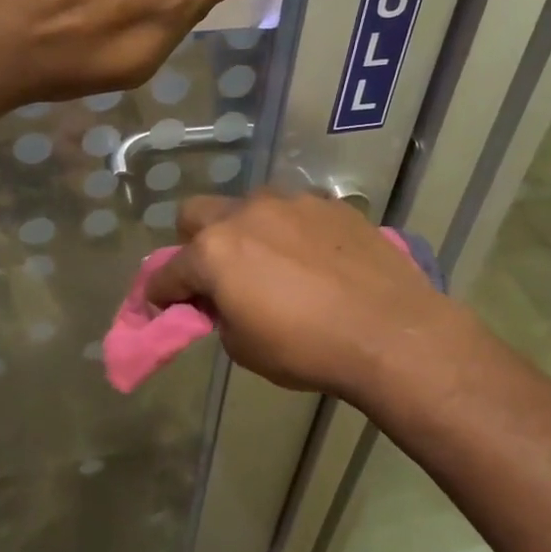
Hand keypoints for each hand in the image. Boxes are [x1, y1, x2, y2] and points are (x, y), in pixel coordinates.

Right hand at [146, 193, 463, 404]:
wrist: (390, 332)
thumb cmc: (306, 348)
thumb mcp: (244, 347)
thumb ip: (220, 315)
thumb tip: (223, 301)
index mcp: (214, 251)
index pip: (167, 272)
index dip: (159, 293)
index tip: (164, 307)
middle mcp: (245, 214)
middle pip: (196, 214)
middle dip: (194, 243)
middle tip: (216, 275)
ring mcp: (291, 203)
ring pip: (249, 208)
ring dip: (246, 233)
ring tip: (274, 265)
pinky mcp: (330, 205)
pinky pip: (294, 213)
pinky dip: (290, 233)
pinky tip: (315, 261)